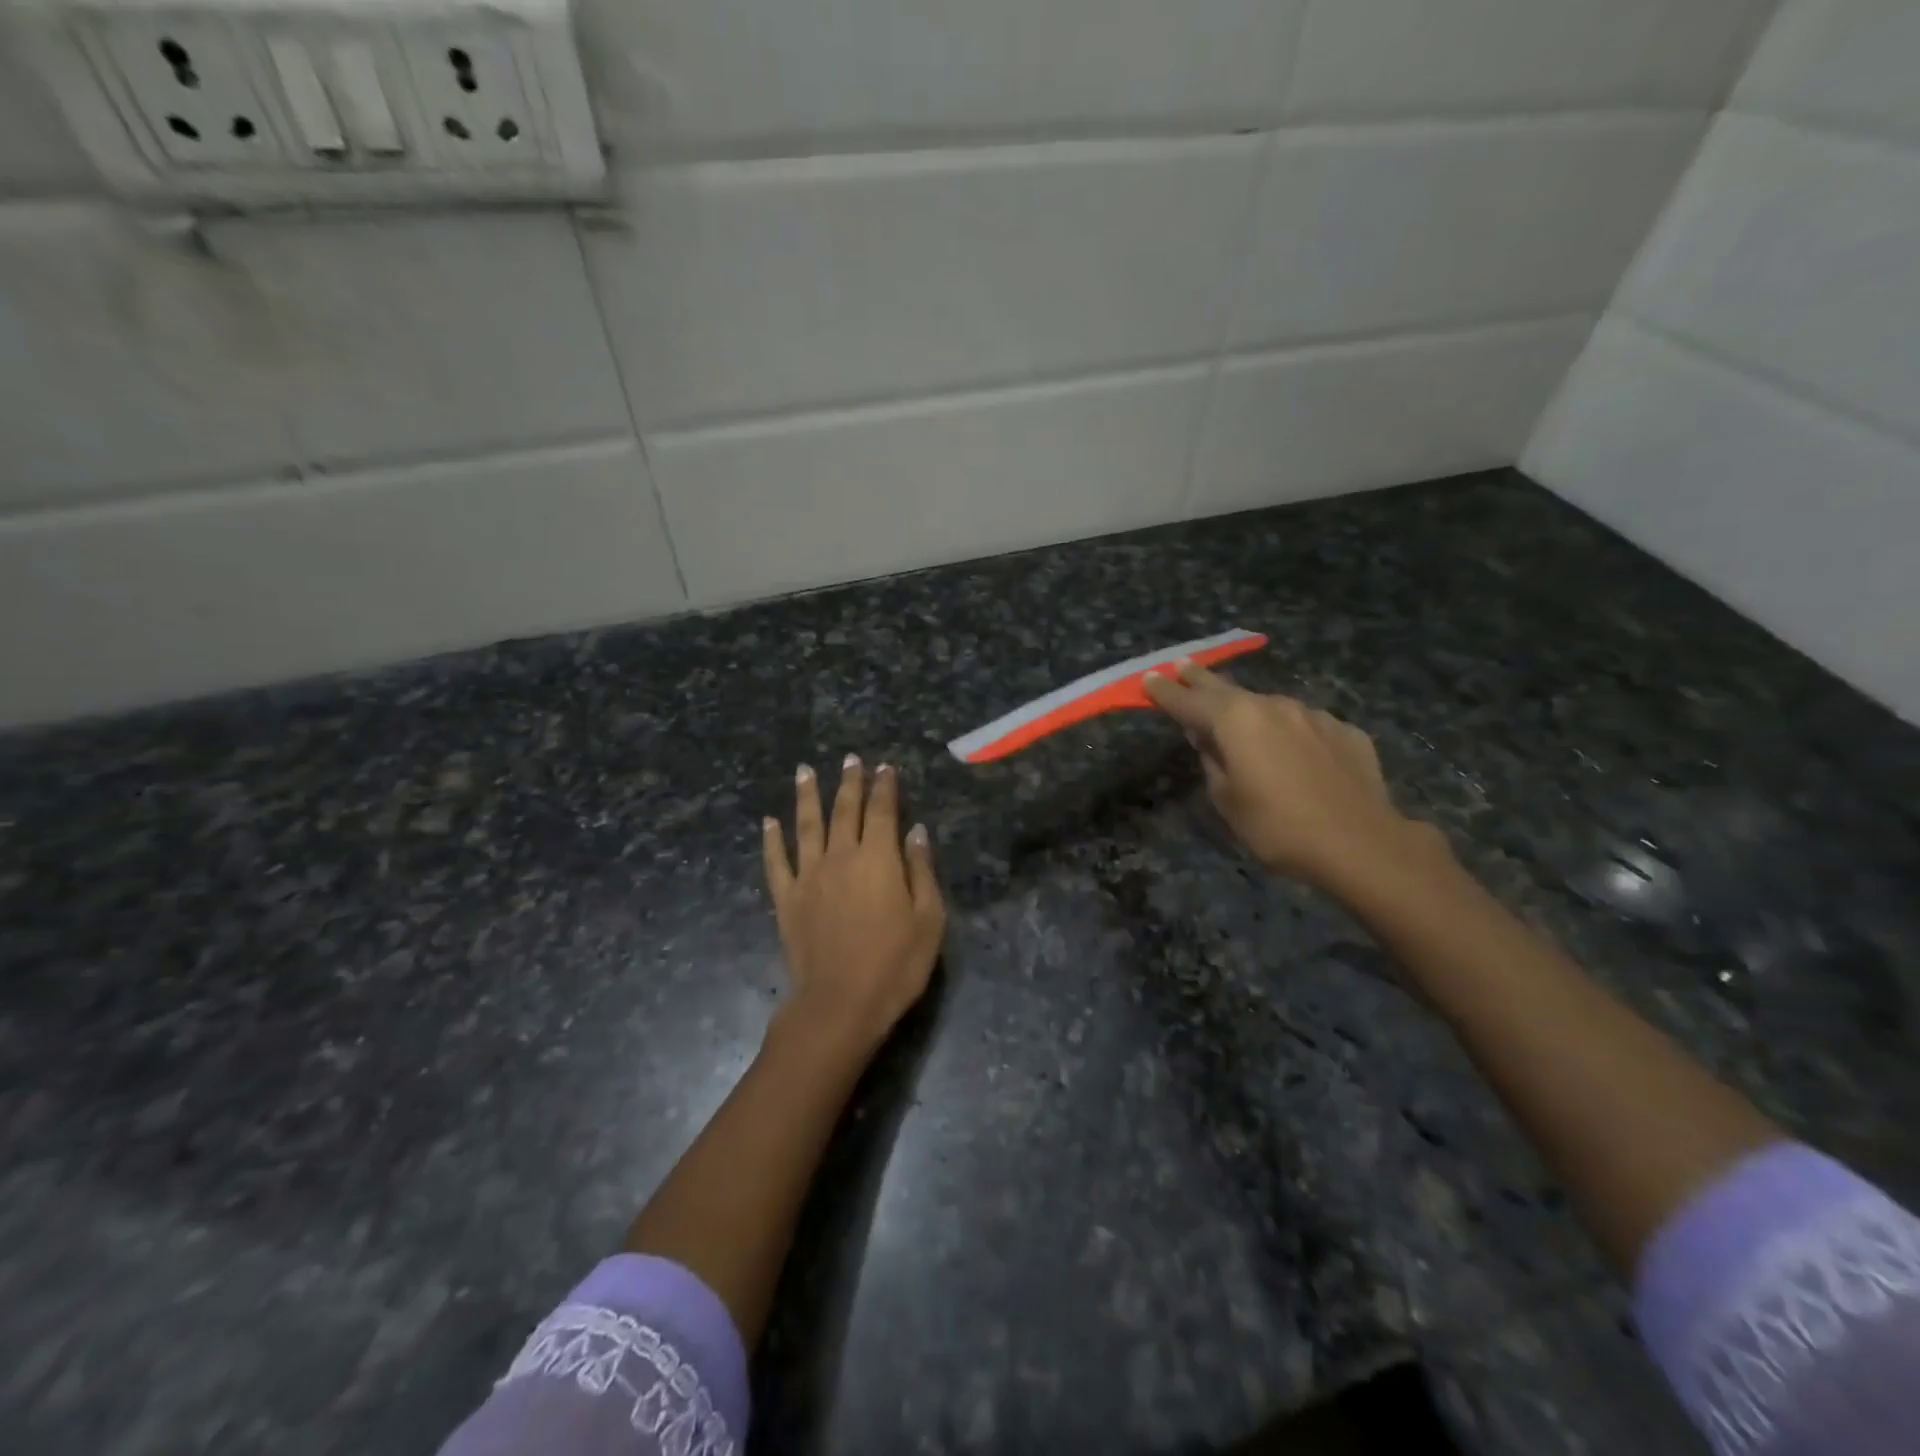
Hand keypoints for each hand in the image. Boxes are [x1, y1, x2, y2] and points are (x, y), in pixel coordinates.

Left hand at [762, 755, 946, 1057]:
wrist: (840, 1004)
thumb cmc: (895, 964)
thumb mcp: (928, 919)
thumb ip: (921, 871)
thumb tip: (916, 831)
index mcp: (878, 858)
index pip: (882, 811)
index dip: (884, 787)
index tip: (884, 767)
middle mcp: (841, 856)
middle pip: (844, 810)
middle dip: (849, 782)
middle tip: (849, 758)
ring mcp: (809, 876)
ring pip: (806, 825)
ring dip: (807, 796)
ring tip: (804, 771)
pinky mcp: (787, 899)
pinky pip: (776, 862)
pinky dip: (772, 840)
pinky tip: (769, 822)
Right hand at [1144, 661, 1433, 893]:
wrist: (1361, 844)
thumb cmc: (1278, 827)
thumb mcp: (1227, 800)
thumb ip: (1212, 761)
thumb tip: (1208, 740)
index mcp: (1235, 720)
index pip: (1189, 701)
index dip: (1165, 691)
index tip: (1148, 679)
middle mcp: (1272, 706)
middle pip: (1226, 689)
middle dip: (1201, 679)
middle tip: (1183, 666)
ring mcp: (1313, 715)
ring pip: (1269, 707)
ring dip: (1250, 711)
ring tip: (1242, 724)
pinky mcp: (1344, 731)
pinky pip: (1305, 726)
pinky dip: (1290, 733)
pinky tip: (1296, 756)